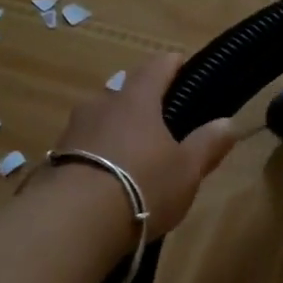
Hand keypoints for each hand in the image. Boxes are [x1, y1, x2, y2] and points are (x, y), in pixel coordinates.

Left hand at [45, 53, 236, 236]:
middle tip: (160, 121)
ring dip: (116, 130)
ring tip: (131, 154)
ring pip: (100, 119)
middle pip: (124, 92)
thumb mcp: (187, 170)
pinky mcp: (54, 158)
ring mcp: (73, 129)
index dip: (171, 63)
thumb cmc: (141, 185)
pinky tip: (104, 178)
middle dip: (141, 102)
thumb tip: (228, 123)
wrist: (72, 220)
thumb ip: (207, 144)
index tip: (180, 63)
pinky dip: (96, 154)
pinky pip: (82, 146)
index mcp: (137, 99)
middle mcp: (101, 104)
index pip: (157, 67)